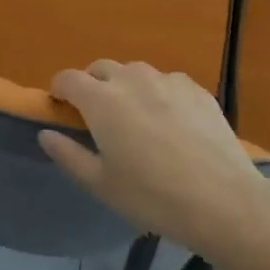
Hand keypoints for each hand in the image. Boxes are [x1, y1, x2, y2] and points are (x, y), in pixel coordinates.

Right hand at [38, 60, 269, 249]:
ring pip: (135, 72)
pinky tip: (172, 123)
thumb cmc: (152, 196)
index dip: (59, 89)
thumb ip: (67, 155)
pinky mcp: (196, 89)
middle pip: (101, 69)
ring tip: (137, 118)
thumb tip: (45, 134)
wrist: (224, 201)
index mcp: (101, 100)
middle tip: (99, 117)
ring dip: (126, 87)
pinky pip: (167, 82)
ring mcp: (166, 80)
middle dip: (92, 85)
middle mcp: (130, 79)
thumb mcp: (101, 184)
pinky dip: (159, 94)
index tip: (61, 107)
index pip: (68, 78)